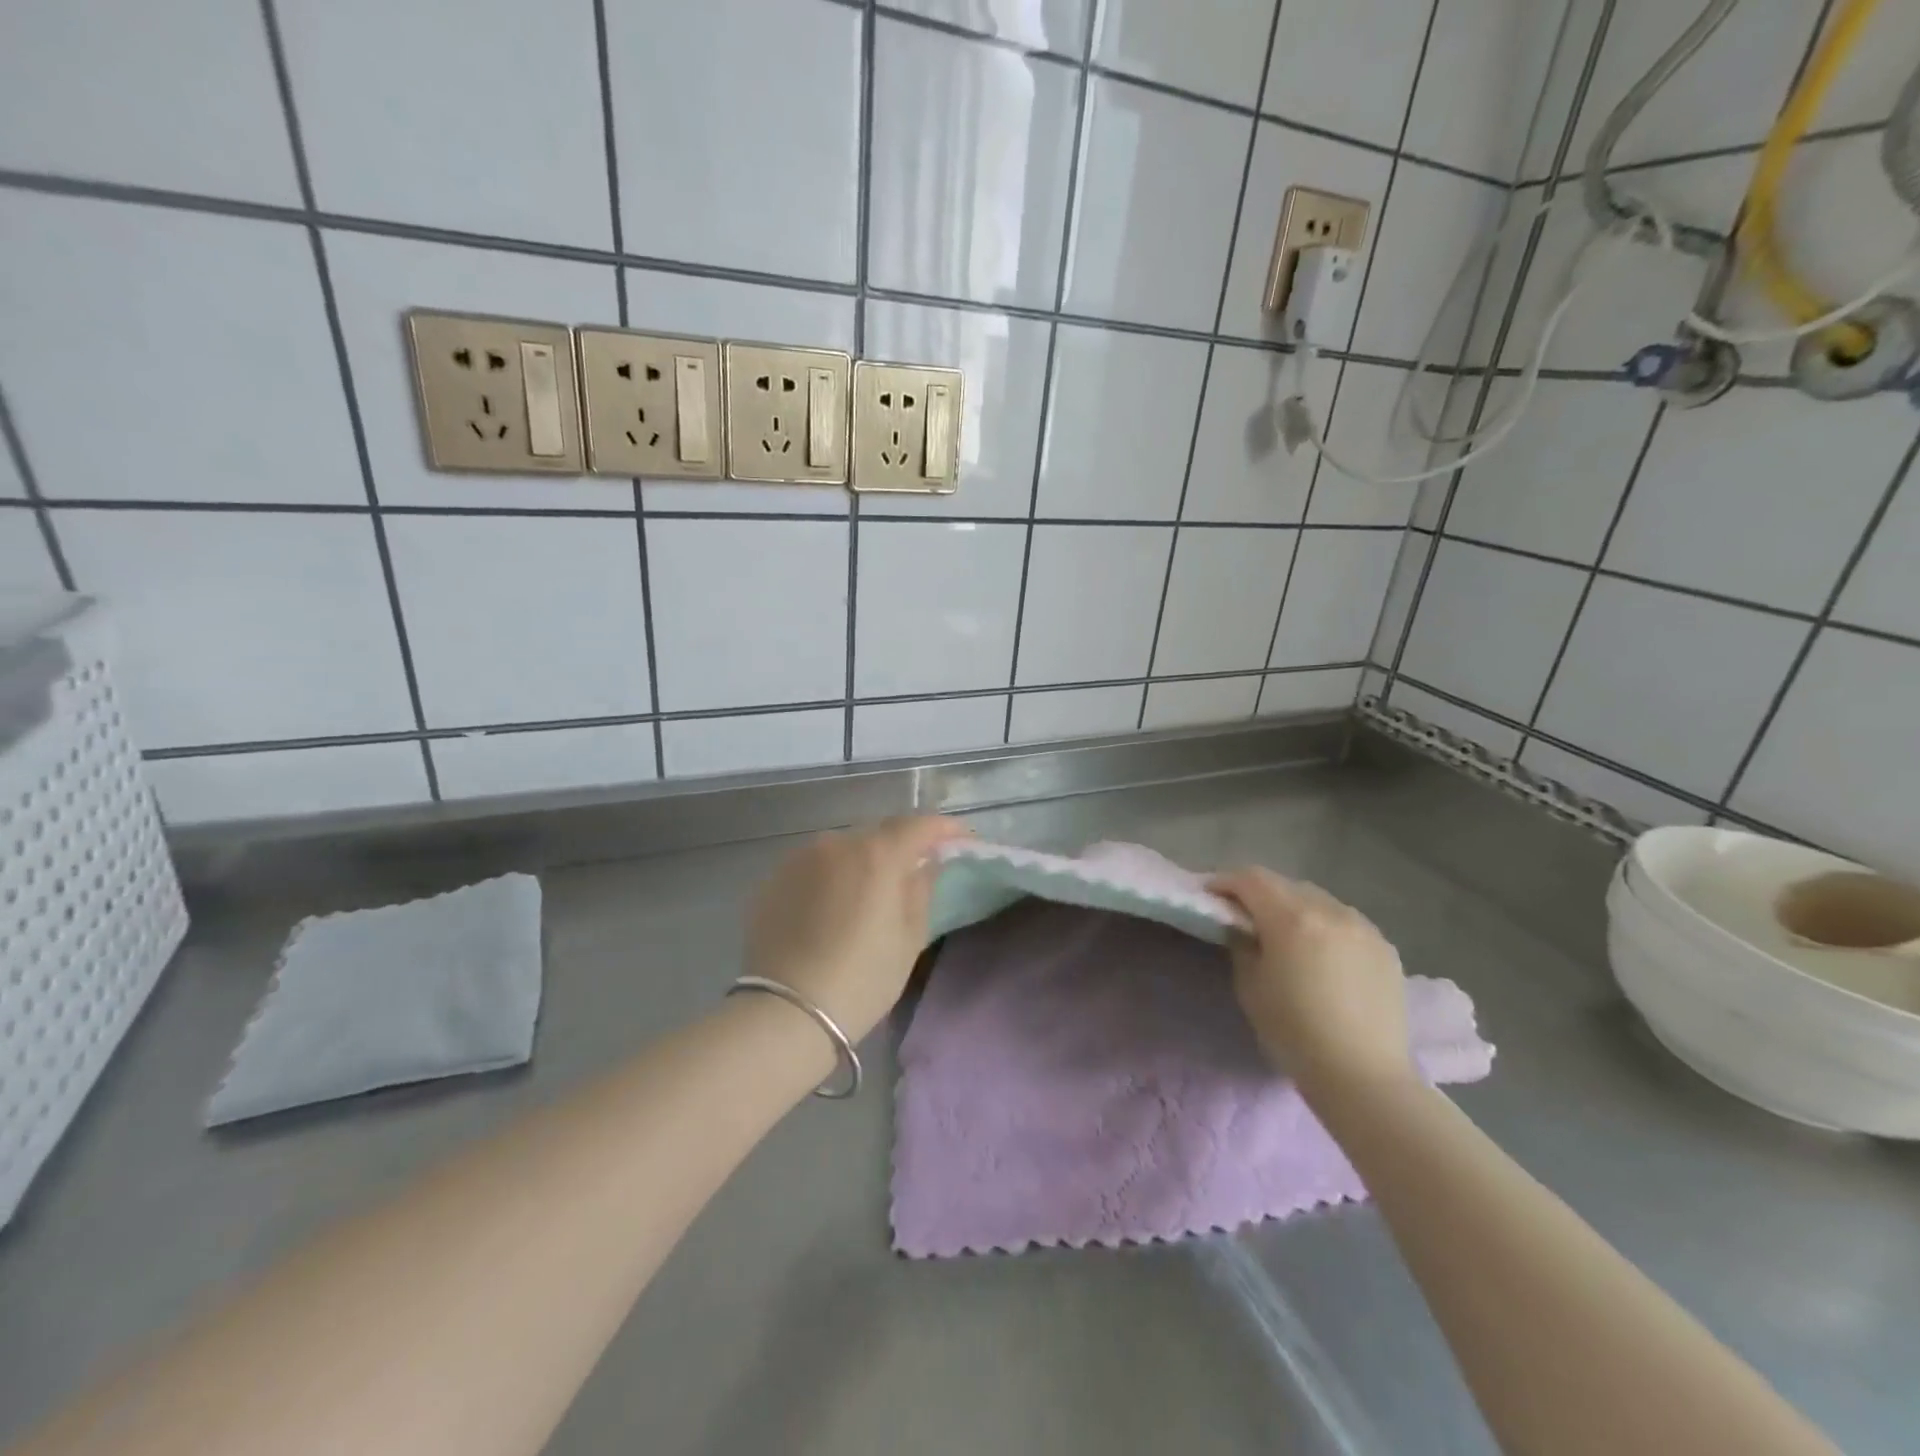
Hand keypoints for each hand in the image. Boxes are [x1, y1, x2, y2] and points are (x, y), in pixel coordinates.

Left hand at [745, 816, 970, 1041]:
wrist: (786, 1012)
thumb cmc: (862, 978)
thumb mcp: (909, 939)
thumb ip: (922, 890)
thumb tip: (926, 864)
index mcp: (877, 854)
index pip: (919, 825)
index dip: (944, 829)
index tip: (962, 840)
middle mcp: (836, 844)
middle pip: (879, 834)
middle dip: (901, 847)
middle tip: (915, 871)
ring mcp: (799, 859)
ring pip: (843, 850)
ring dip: (862, 863)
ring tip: (869, 894)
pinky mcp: (773, 879)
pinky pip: (814, 868)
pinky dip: (831, 878)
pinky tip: (832, 909)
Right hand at [1209, 867, 1414, 1098]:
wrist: (1364, 1078)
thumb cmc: (1294, 1033)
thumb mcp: (1250, 986)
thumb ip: (1242, 944)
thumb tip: (1242, 927)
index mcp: (1292, 918)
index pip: (1251, 879)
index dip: (1225, 882)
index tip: (1210, 896)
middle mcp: (1330, 910)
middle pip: (1285, 885)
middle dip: (1260, 893)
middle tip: (1243, 915)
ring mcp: (1363, 927)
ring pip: (1318, 900)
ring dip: (1294, 907)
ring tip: (1285, 933)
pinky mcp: (1385, 947)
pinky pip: (1345, 921)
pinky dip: (1324, 925)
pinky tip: (1321, 953)